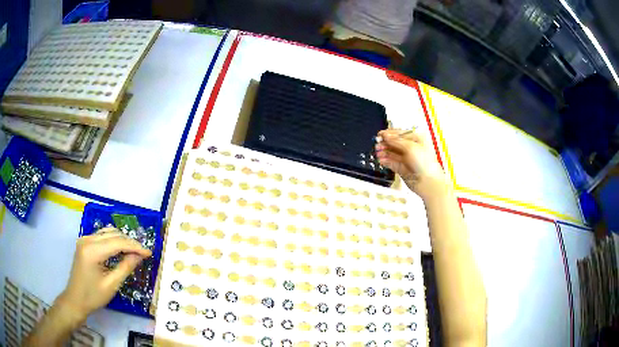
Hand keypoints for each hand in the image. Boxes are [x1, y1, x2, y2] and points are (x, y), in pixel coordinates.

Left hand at [57, 228, 151, 321]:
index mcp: (92, 251)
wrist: (76, 299)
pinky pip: (102, 236)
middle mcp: (87, 239)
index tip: (149, 253)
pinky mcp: (84, 242)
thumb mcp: (111, 285)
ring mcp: (84, 239)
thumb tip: (140, 256)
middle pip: (113, 234)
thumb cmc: (93, 296)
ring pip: (107, 232)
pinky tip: (120, 249)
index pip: (117, 242)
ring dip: (122, 240)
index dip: (135, 246)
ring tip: (134, 251)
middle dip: (130, 242)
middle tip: (143, 254)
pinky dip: (113, 241)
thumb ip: (125, 268)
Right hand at [375, 129, 448, 200]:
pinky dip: (385, 161)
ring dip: (384, 151)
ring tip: (377, 152)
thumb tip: (385, 135)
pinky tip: (380, 160)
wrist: (428, 182)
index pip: (401, 134)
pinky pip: (391, 162)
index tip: (380, 134)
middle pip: (395, 143)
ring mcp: (406, 159)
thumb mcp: (411, 147)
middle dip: (385, 143)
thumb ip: (396, 141)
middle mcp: (411, 148)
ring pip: (392, 153)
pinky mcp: (402, 168)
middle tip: (376, 144)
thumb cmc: (424, 162)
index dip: (390, 134)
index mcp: (416, 139)